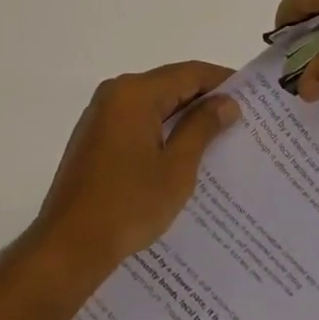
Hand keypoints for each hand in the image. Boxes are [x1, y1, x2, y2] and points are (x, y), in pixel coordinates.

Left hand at [24, 61, 239, 283]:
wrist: (68, 246)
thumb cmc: (128, 205)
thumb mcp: (176, 168)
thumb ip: (202, 128)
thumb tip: (226, 102)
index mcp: (135, 93)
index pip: (188, 73)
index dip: (221, 81)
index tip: (250, 94)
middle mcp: (115, 93)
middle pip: (169, 84)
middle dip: (203, 99)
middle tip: (238, 117)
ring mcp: (101, 114)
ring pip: (152, 103)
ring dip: (181, 116)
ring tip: (216, 136)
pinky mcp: (94, 137)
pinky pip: (136, 120)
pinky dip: (160, 129)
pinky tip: (180, 152)